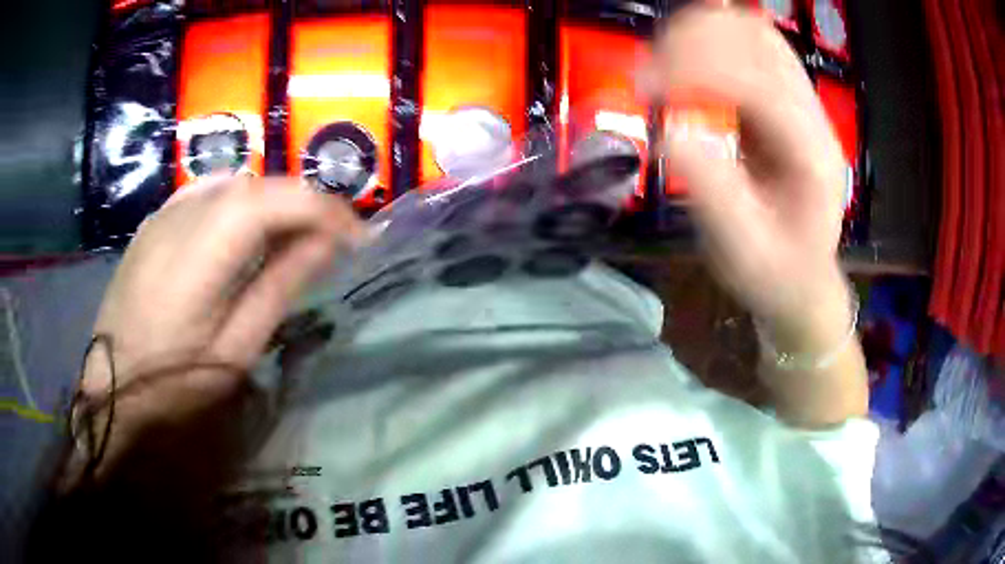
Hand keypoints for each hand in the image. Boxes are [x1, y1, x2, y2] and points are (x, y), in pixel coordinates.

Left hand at [82, 175, 363, 430]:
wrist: (110, 386)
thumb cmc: (173, 383)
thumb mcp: (235, 349)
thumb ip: (279, 285)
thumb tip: (327, 243)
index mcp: (201, 252)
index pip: (276, 200)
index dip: (326, 210)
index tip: (359, 239)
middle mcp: (181, 215)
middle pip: (259, 184)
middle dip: (305, 204)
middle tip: (334, 240)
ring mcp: (164, 213)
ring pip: (235, 182)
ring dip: (274, 202)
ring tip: (293, 237)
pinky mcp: (155, 220)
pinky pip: (208, 192)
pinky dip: (240, 202)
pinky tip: (244, 232)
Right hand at [642, 7, 851, 348]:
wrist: (803, 279)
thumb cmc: (775, 275)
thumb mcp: (743, 252)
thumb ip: (713, 193)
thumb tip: (670, 132)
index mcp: (811, 155)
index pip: (758, 84)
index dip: (697, 72)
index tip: (645, 88)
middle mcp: (812, 117)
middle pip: (759, 39)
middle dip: (696, 42)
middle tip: (651, 74)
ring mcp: (800, 103)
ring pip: (753, 33)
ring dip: (701, 35)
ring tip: (662, 64)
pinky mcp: (783, 100)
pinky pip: (747, 47)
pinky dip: (709, 43)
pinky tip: (683, 65)